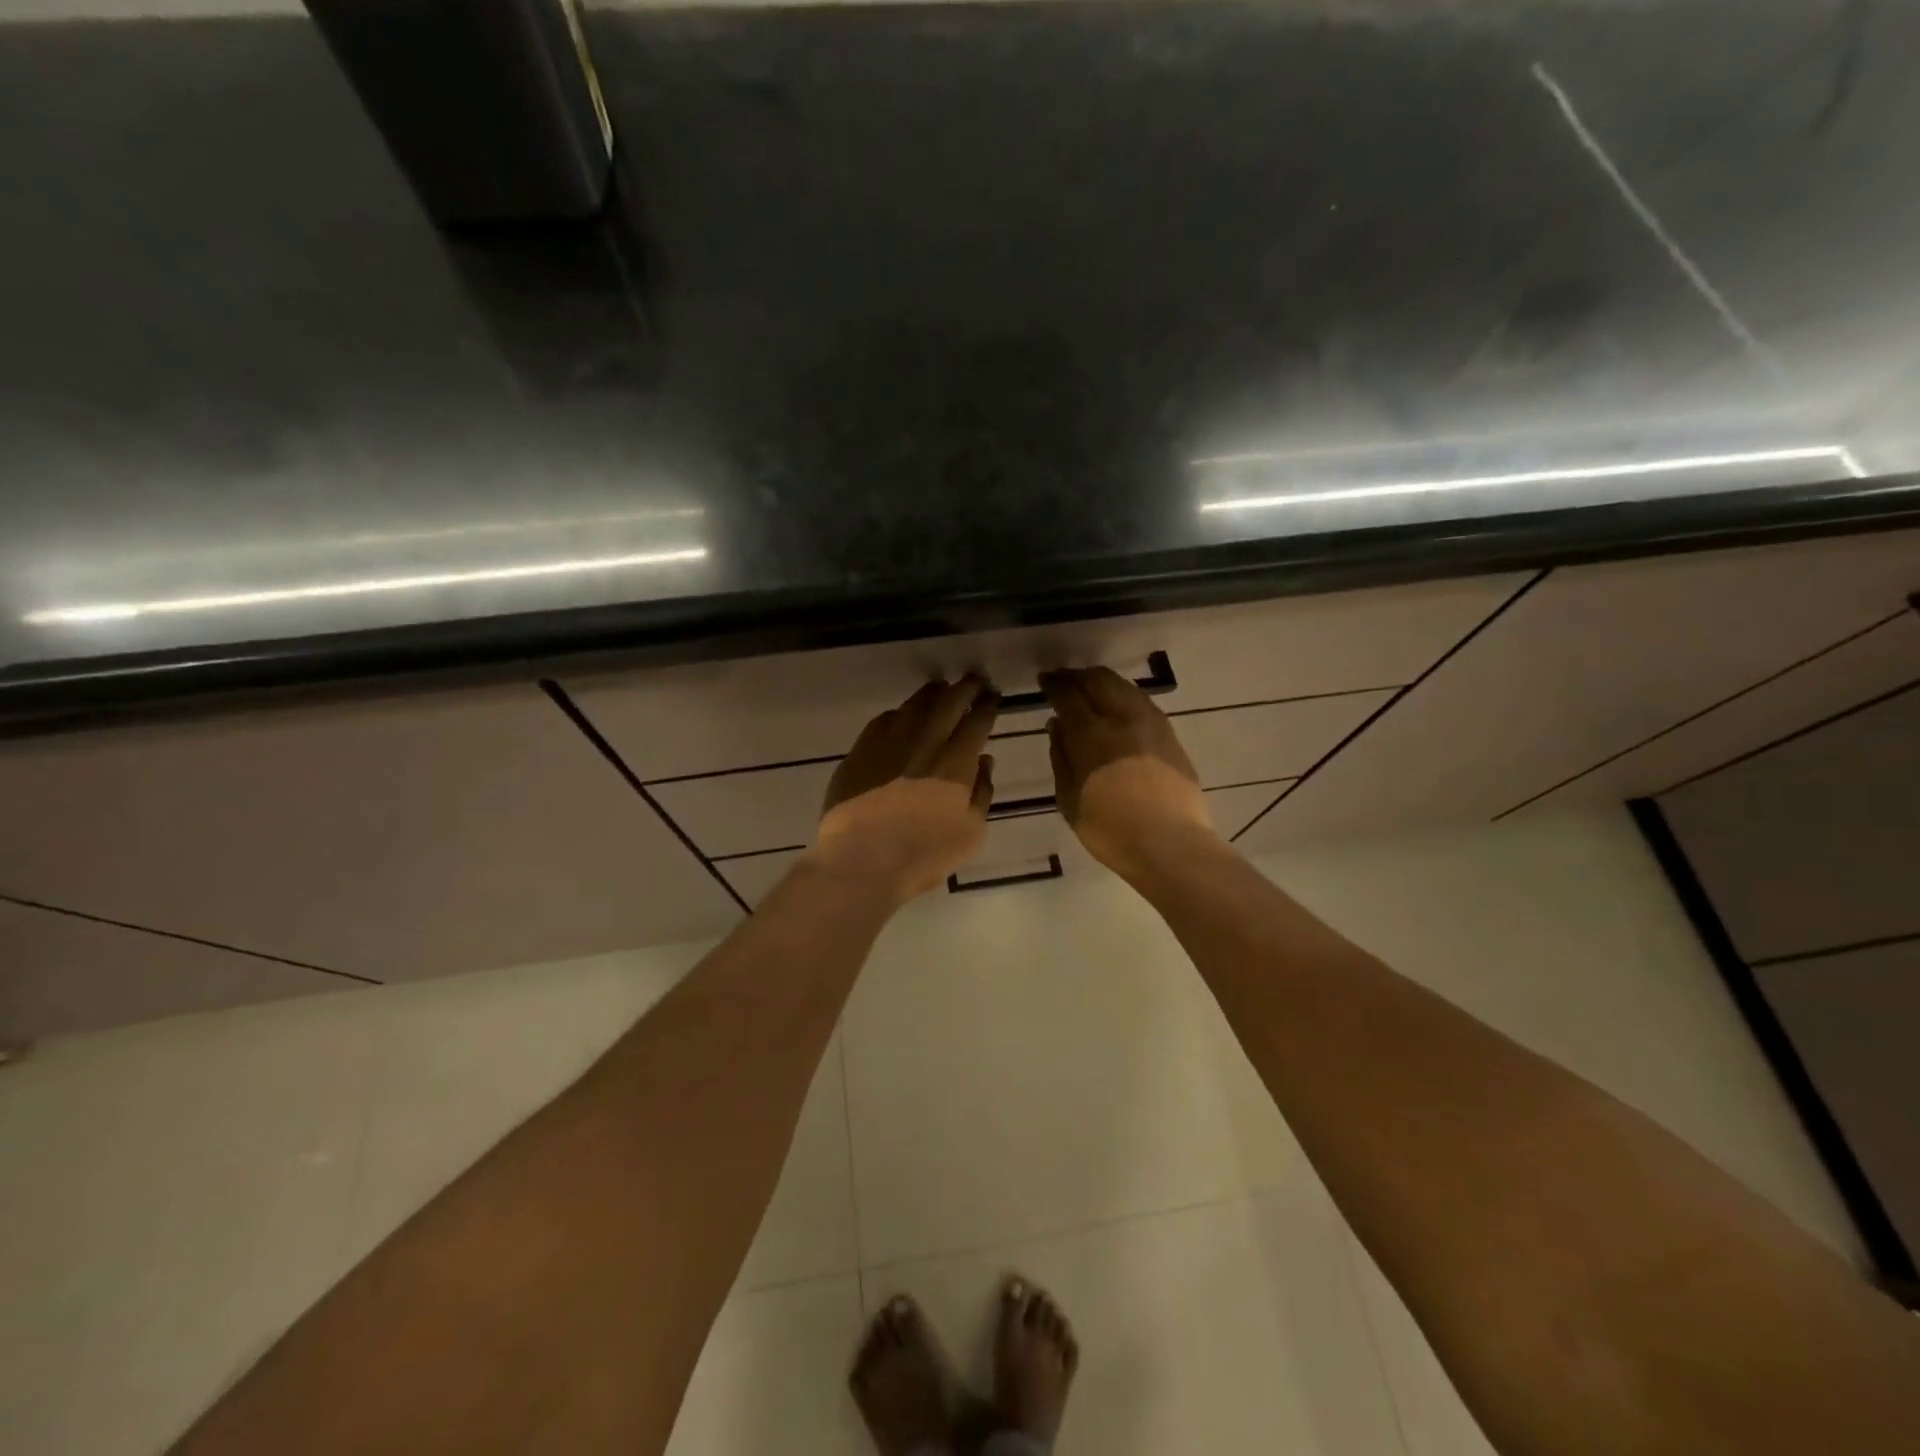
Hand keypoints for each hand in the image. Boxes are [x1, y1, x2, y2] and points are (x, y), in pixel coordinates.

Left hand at [808, 678, 1000, 906]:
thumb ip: (981, 792)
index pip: (976, 722)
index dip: (987, 706)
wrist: (862, 861)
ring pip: (913, 706)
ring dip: (931, 694)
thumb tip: (984, 761)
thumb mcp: (971, 833)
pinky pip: (882, 721)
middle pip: (947, 703)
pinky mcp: (860, 752)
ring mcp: (888, 744)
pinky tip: (901, 716)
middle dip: (964, 688)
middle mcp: (924, 743)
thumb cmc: (924, 854)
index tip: (993, 696)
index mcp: (955, 763)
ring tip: (940, 689)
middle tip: (974, 680)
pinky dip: (898, 714)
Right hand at [1042, 667, 1219, 880]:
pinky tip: (1117, 705)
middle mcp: (1122, 719)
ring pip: (1123, 686)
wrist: (1171, 845)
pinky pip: (1141, 701)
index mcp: (1092, 735)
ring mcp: (1151, 724)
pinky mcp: (1170, 735)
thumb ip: (1061, 757)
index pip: (1069, 695)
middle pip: (1098, 680)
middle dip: (1077, 675)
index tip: (1044, 680)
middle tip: (1063, 679)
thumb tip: (1056, 725)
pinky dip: (1123, 694)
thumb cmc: (1110, 830)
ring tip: (1089, 687)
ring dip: (1102, 681)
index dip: (1054, 684)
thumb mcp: (1069, 799)